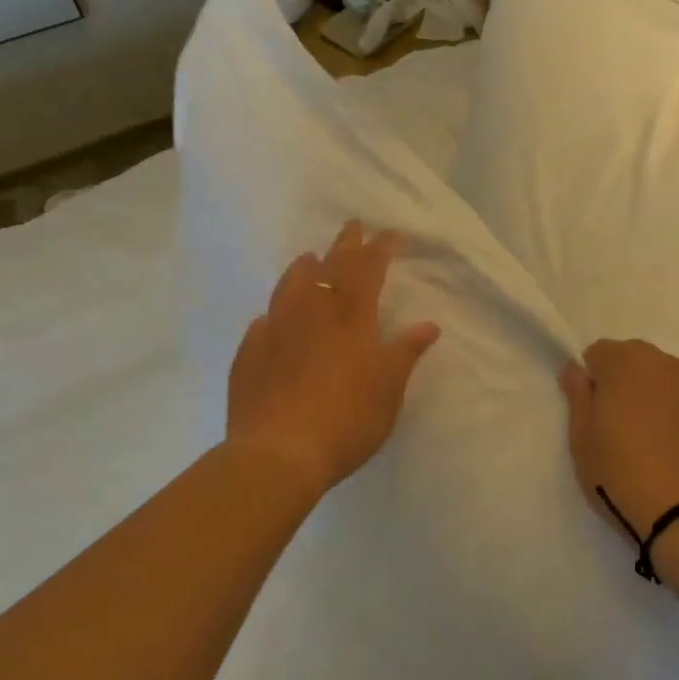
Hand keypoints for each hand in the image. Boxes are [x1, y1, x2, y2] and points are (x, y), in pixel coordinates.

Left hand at [226, 221, 440, 497]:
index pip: (368, 269)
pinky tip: (274, 318)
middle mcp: (312, 312)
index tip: (390, 233)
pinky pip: (265, 321)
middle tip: (352, 226)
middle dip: (345, 244)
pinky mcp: (249, 352)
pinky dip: (276, 311)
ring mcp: (276, 329)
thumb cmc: (346, 420)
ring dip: (304, 268)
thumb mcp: (389, 389)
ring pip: (290, 285)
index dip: (380, 248)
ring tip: (309, 258)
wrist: (278, 453)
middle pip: (330, 267)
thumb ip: (406, 352)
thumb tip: (428, 324)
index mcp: (351, 317)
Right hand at [559, 340, 678, 541]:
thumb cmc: (620, 473)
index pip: (600, 352)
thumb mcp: (581, 438)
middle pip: (638, 360)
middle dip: (626, 382)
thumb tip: (574, 367)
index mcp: (627, 363)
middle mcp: (668, 366)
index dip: (592, 378)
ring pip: (670, 382)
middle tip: (619, 425)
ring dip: (657, 398)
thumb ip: (577, 394)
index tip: (592, 410)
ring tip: (652, 442)